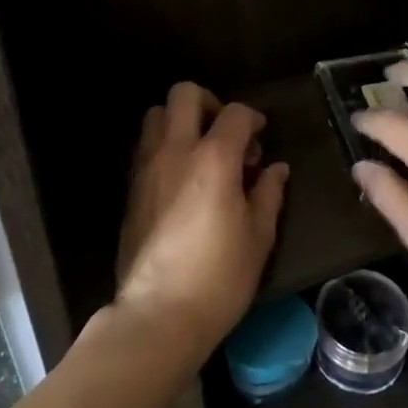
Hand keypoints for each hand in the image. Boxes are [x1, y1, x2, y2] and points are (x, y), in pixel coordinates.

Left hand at [116, 82, 289, 359]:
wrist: (159, 313)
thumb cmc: (220, 277)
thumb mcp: (259, 237)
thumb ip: (269, 194)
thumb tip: (276, 169)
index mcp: (213, 159)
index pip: (235, 112)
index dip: (253, 118)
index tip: (260, 137)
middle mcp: (176, 151)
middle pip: (184, 94)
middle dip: (209, 103)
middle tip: (225, 133)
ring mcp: (147, 167)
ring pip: (156, 115)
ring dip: (179, 121)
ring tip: (199, 152)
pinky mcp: (130, 188)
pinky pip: (145, 146)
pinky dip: (163, 146)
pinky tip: (180, 178)